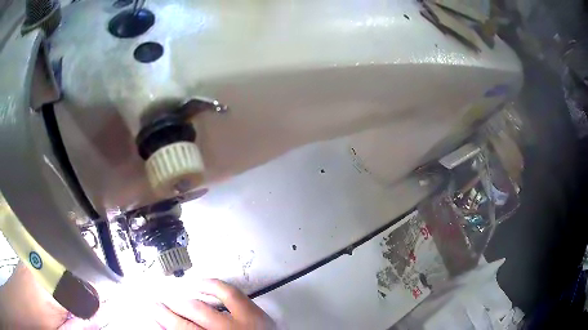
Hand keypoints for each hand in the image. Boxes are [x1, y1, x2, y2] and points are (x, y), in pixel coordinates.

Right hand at [153, 279, 274, 329]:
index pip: (182, 329)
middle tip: (159, 305)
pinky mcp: (256, 313)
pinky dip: (212, 286)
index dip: (164, 319)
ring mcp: (242, 323)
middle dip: (170, 311)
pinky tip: (200, 284)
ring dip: (185, 302)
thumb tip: (169, 326)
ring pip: (202, 308)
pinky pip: (230, 293)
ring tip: (175, 299)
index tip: (153, 310)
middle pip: (188, 319)